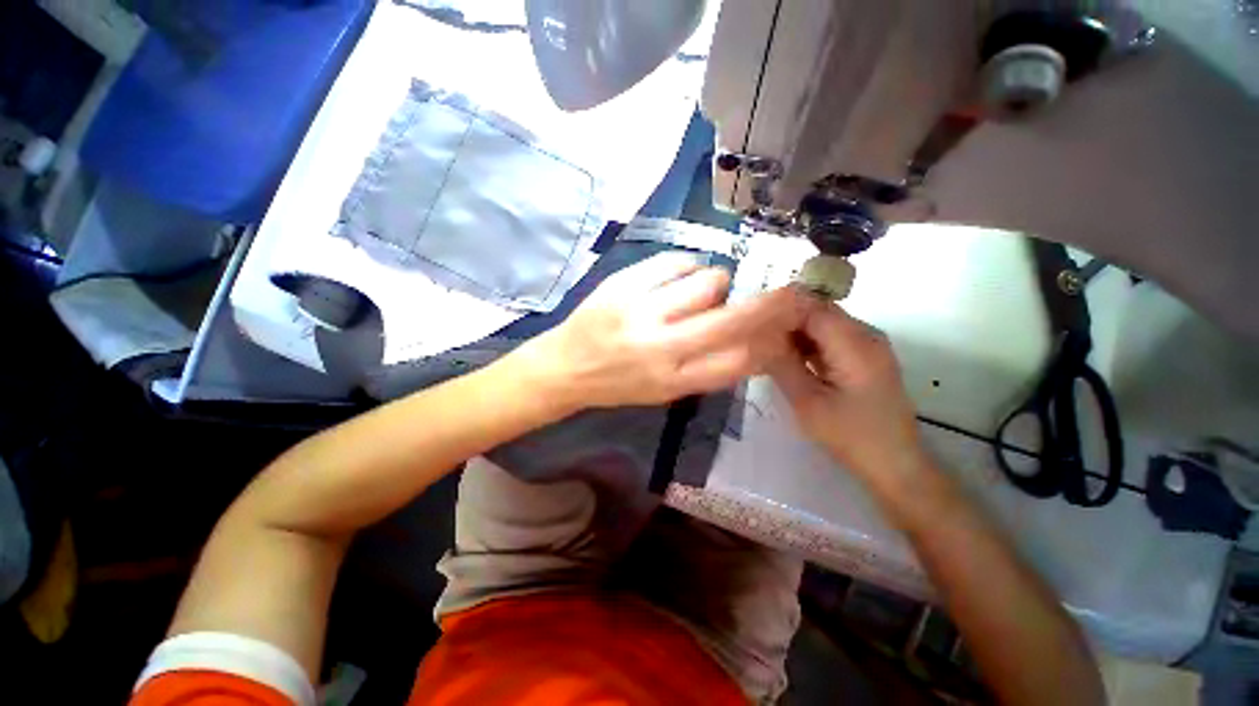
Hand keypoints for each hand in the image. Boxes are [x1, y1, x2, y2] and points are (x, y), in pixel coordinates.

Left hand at [520, 252, 812, 410]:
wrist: (566, 366)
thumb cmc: (618, 384)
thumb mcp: (665, 392)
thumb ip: (707, 369)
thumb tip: (753, 342)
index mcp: (673, 381)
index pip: (740, 360)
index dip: (770, 340)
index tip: (784, 327)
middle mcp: (661, 347)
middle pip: (733, 318)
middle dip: (772, 303)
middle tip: (786, 292)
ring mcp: (641, 310)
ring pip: (708, 280)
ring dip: (716, 284)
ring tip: (700, 292)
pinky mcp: (623, 283)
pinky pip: (676, 261)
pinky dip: (687, 267)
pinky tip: (678, 277)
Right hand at [769, 302, 932, 492]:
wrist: (896, 464)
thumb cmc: (851, 436)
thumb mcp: (807, 401)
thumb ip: (781, 363)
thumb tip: (757, 335)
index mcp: (855, 342)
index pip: (810, 307)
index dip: (777, 310)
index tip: (748, 322)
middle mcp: (865, 334)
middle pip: (816, 312)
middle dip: (782, 321)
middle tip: (751, 337)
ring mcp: (867, 344)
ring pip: (820, 324)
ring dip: (792, 334)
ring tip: (763, 347)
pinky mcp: (864, 356)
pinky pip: (828, 339)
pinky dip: (805, 345)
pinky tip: (785, 358)